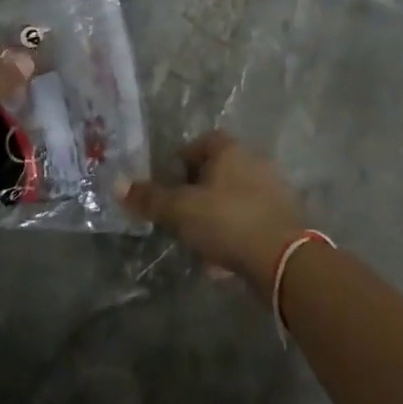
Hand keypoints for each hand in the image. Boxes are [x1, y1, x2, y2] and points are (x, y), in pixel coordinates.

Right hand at [120, 131, 304, 287]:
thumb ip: (150, 198)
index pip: (202, 143)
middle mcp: (255, 162)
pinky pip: (250, 221)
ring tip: (199, 242)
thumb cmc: (227, 221)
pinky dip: (235, 234)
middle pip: (219, 171)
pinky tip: (223, 260)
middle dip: (198, 192)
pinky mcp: (284, 219)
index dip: (181, 161)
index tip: (168, 184)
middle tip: (180, 214)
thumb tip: (117, 184)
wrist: (283, 259)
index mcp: (230, 150)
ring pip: (234, 198)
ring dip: (216, 215)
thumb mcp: (180, 210)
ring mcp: (274, 191)